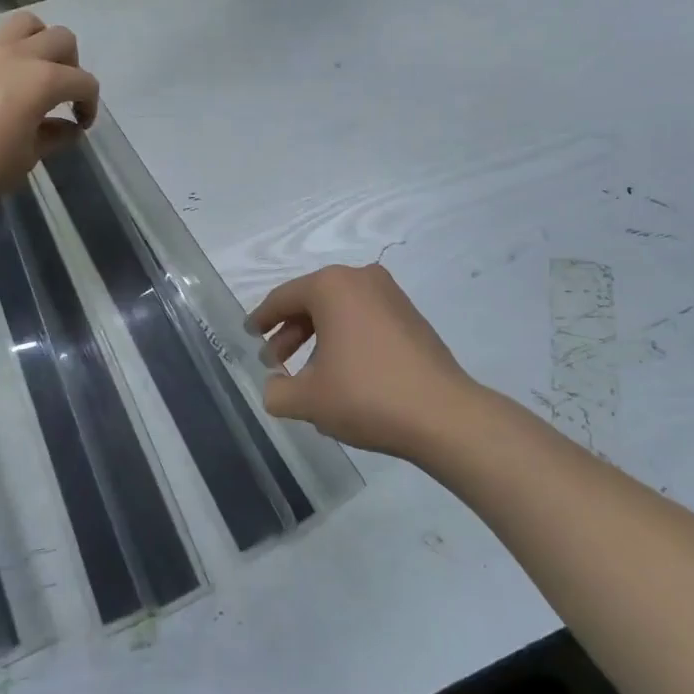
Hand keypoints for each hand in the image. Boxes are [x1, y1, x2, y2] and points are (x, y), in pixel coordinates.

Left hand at [0, 12, 98, 213]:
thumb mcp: (29, 157)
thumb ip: (55, 136)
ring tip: (29, 67)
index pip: (84, 82)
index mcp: (44, 81)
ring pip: (23, 22)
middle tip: (61, 91)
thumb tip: (70, 128)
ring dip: (36, 40)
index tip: (81, 124)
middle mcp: (18, 56)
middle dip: (70, 63)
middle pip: (61, 38)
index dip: (89, 103)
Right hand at [250, 264, 476, 461]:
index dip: (262, 319)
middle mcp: (361, 279)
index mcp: (331, 286)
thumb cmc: (367, 396)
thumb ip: (277, 392)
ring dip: (317, 337)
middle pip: (312, 301)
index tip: (250, 335)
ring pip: (340, 311)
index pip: (284, 298)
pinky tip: (341, 373)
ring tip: (307, 374)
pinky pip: (364, 319)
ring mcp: (391, 295)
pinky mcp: (411, 317)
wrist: (443, 415)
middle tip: (275, 363)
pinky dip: (345, 338)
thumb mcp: (309, 399)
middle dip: (290, 332)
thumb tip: (274, 388)